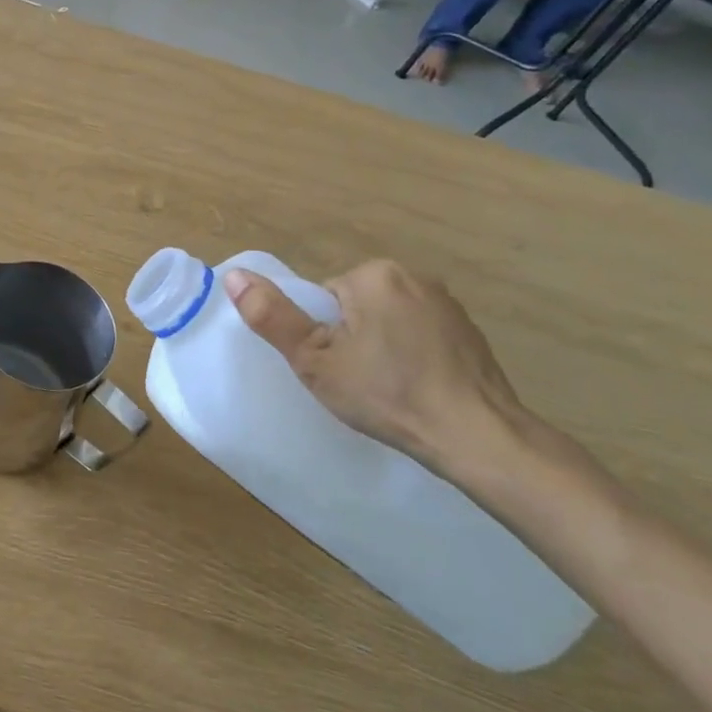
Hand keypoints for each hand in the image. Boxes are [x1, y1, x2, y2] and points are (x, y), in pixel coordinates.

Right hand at [224, 260, 526, 478]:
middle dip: (352, 337)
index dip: (323, 335)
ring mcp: (447, 302)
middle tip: (359, 380)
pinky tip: (420, 387)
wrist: (476, 436)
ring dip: (384, 345)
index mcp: (373, 275)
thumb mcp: (315, 360)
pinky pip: (421, 333)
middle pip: (356, 305)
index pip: (325, 298)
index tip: (338, 368)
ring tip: (391, 387)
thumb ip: (272, 317)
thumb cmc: (387, 394)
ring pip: (389, 319)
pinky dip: (414, 354)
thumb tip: (234, 275)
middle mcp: (413, 275)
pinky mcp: (471, 329)